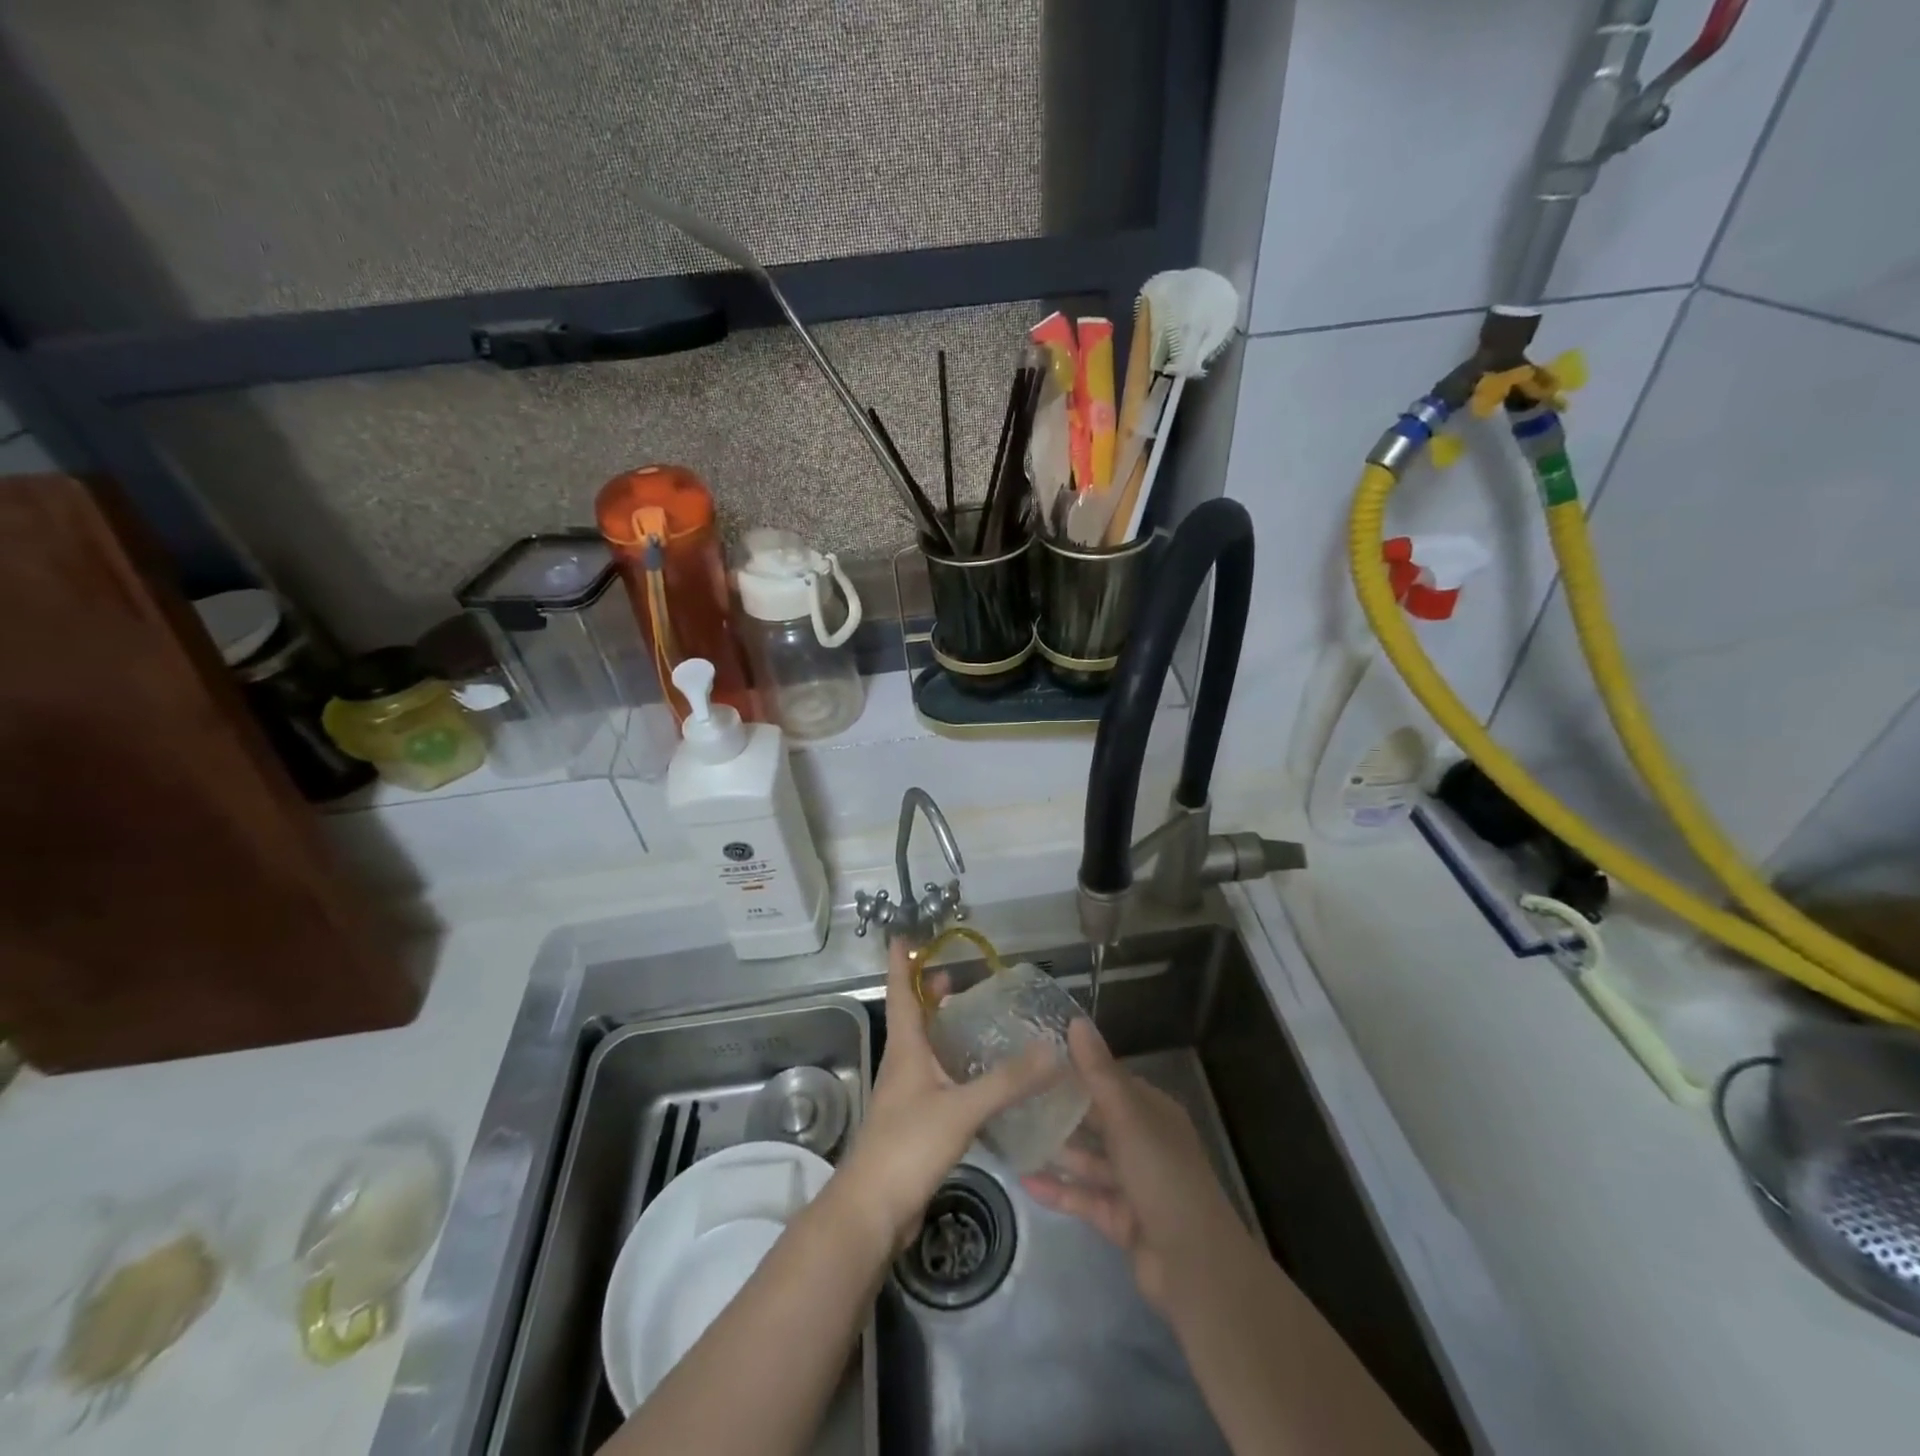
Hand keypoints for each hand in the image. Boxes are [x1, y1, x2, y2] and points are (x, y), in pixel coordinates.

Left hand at [832, 937, 1059, 1252]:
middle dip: (930, 994)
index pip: (900, 992)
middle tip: (960, 979)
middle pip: (913, 1017)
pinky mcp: (915, 1122)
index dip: (902, 963)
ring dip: (942, 1029)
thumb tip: (1051, 1051)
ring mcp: (906, 1095)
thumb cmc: (908, 1146)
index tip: (904, 935)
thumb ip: (1007, 1082)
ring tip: (974, 1021)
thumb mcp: (961, 1109)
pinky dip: (952, 1066)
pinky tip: (978, 1078)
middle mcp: (902, 1064)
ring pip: (924, 1049)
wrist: (872, 1211)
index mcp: (905, 1048)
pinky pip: (935, 1079)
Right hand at [1022, 1018, 1251, 1313]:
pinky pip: (1084, 1197)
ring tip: (1012, 1136)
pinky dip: (1058, 1189)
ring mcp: (1133, 1184)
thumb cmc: (1162, 1175)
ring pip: (1088, 1160)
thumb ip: (1098, 1073)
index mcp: (1152, 1113)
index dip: (1076, 1070)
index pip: (1110, 1082)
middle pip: (1097, 1121)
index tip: (1035, 1060)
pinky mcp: (1121, 1220)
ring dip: (1056, 1150)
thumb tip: (1076, 1021)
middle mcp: (1144, 1143)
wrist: (1195, 1266)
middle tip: (1015, 1096)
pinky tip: (1023, 1180)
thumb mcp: (1127, 1118)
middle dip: (1061, 1110)